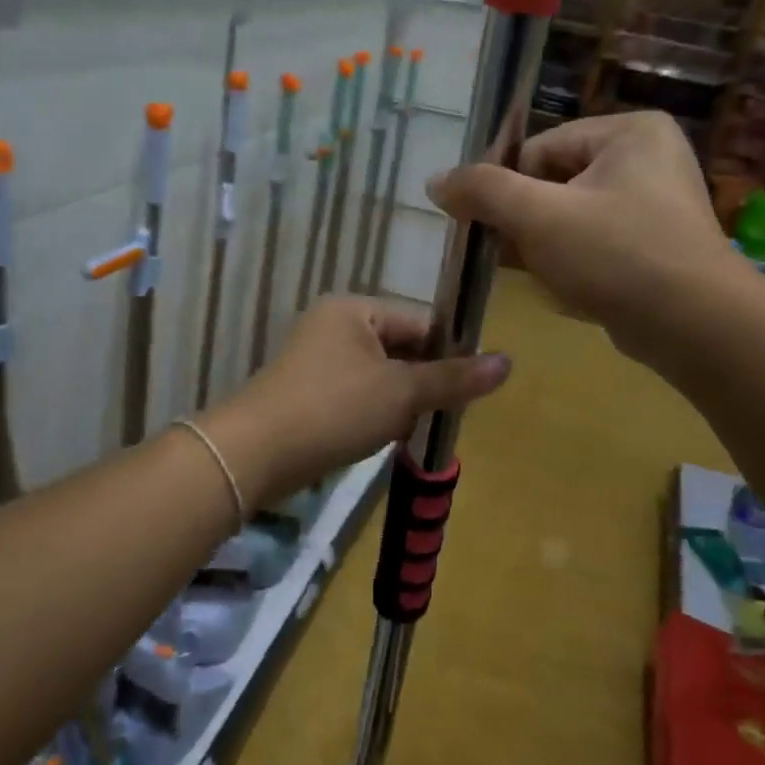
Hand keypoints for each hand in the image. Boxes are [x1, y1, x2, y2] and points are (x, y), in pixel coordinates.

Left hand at [206, 297, 510, 504]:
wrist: (256, 454)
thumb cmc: (335, 409)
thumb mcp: (402, 393)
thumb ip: (454, 378)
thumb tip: (508, 362)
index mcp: (354, 310)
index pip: (420, 323)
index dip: (448, 353)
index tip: (468, 388)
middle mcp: (333, 326)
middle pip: (400, 350)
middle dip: (421, 384)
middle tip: (439, 415)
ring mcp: (316, 361)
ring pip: (380, 378)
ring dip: (398, 404)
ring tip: (407, 430)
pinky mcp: (307, 394)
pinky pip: (355, 397)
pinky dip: (372, 416)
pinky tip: (380, 439)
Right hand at [427, 112, 744, 364]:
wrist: (694, 326)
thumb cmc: (615, 254)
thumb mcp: (538, 216)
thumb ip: (483, 191)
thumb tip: (436, 180)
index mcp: (628, 132)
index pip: (539, 149)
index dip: (503, 187)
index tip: (477, 225)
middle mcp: (647, 160)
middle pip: (554, 183)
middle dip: (522, 221)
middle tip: (497, 253)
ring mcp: (655, 207)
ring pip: (572, 219)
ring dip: (540, 246)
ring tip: (528, 273)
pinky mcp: (655, 249)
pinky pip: (595, 246)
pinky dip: (570, 264)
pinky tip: (557, 288)